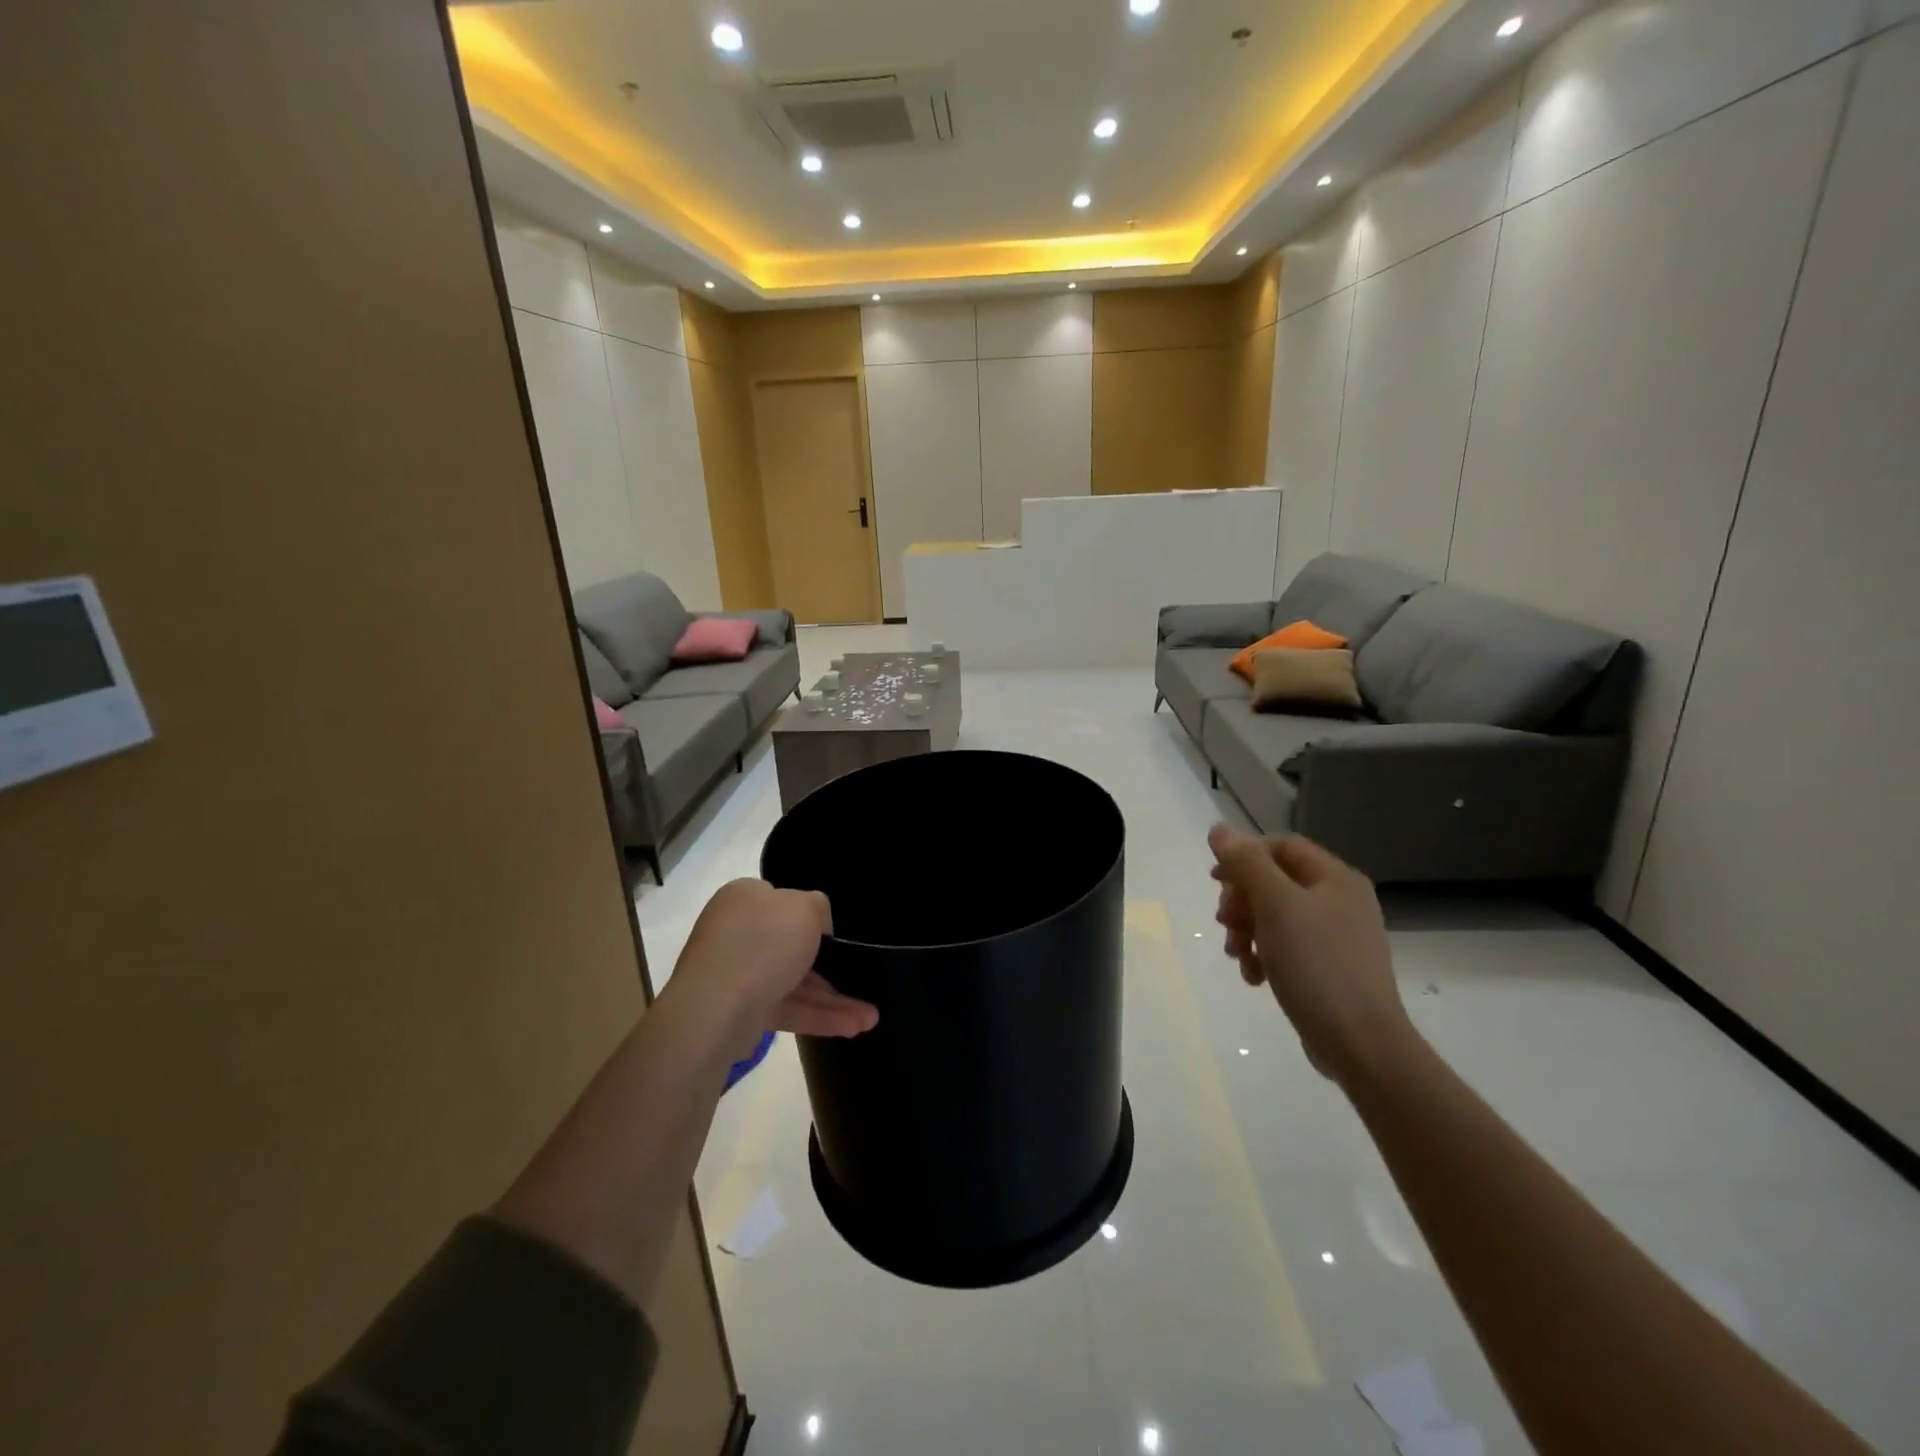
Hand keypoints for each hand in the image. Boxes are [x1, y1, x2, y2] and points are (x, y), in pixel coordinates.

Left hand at [672, 879, 877, 1040]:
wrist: (716, 1009)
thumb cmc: (764, 944)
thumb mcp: (805, 908)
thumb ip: (818, 907)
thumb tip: (817, 922)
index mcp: (744, 898)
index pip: (780, 900)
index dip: (810, 914)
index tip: (835, 932)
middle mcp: (737, 932)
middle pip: (791, 945)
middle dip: (831, 966)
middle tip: (861, 978)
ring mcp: (737, 973)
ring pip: (794, 982)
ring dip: (832, 999)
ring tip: (870, 1018)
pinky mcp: (741, 1010)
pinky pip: (786, 1008)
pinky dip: (817, 1016)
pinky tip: (852, 1027)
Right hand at [1208, 825, 1412, 1087]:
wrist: (1360, 1043)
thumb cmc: (1317, 964)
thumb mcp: (1276, 905)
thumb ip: (1246, 863)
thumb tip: (1219, 829)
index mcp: (1335, 878)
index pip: (1280, 847)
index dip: (1244, 857)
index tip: (1215, 881)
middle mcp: (1340, 901)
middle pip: (1274, 882)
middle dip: (1242, 901)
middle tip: (1226, 923)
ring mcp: (1337, 937)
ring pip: (1275, 917)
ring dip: (1247, 931)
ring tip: (1237, 956)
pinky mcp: (1329, 968)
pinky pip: (1286, 947)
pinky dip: (1264, 955)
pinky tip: (1254, 976)